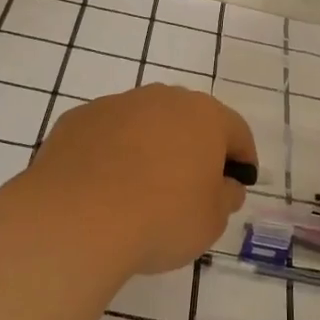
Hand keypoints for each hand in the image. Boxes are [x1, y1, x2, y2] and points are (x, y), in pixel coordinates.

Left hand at [21, 85, 255, 275]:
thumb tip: (225, 185)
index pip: (236, 131)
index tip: (239, 182)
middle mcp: (161, 98)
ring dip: (150, 147)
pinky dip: (111, 154)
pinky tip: (104, 187)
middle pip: (188, 119)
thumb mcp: (212, 220)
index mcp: (204, 116)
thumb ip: (225, 197)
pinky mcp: (78, 119)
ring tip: (142, 188)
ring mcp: (116, 104)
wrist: (77, 218)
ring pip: (144, 123)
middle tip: (192, 185)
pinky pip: (106, 135)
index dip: (243, 158)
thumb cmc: (161, 218)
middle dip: (194, 147)